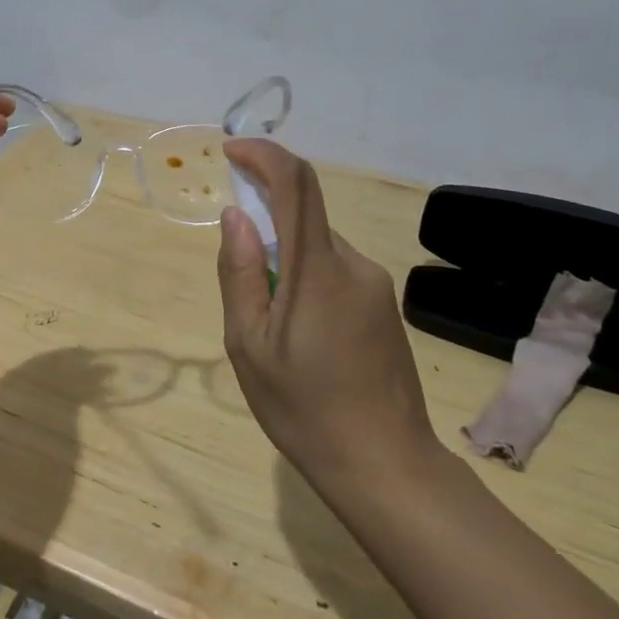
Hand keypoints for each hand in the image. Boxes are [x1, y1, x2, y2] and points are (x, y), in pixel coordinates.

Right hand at [217, 138, 441, 496]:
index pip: (296, 184)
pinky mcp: (384, 307)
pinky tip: (300, 338)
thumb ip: (239, 273)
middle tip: (243, 290)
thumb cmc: (304, 408)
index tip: (231, 151)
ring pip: (317, 249)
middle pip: (304, 218)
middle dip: (264, 230)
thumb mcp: (249, 344)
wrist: (386, 466)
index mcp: (318, 268)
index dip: (264, 155)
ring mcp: (375, 285)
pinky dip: (305, 281)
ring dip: (284, 263)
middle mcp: (354, 263)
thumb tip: (236, 216)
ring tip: (272, 330)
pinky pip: (334, 272)